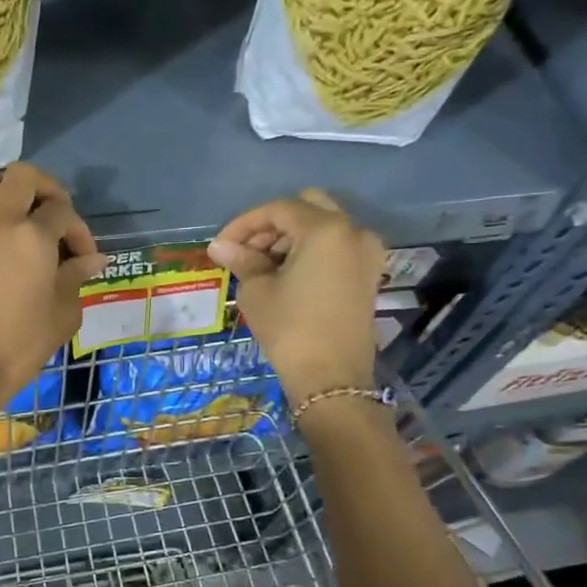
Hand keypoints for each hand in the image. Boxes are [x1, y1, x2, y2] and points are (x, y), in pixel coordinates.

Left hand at [0, 163, 106, 407]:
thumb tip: (91, 260)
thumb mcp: (63, 313)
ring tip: (20, 219)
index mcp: (32, 235)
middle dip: (46, 189)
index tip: (84, 259)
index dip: (80, 231)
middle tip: (54, 216)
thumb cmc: (21, 344)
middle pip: (22, 175)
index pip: (63, 212)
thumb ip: (76, 277)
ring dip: (7, 192)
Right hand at [207, 190, 384, 404]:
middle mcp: (353, 231)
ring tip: (261, 266)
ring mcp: (366, 252)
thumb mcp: (257, 291)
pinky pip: (336, 246)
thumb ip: (241, 260)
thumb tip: (219, 246)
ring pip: (322, 226)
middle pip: (306, 208)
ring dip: (290, 238)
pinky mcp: (368, 273)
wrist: (331, 377)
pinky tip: (285, 274)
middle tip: (245, 252)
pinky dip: (310, 251)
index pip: (277, 211)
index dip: (244, 224)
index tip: (221, 246)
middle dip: (271, 226)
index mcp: (325, 229)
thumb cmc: (289, 329)